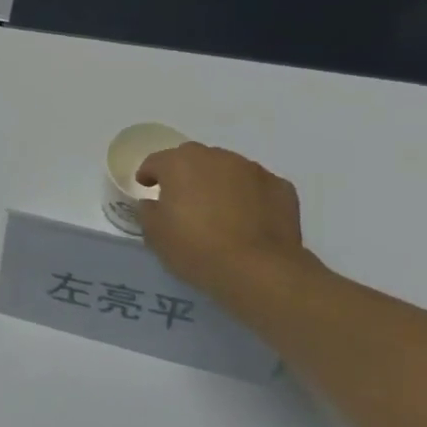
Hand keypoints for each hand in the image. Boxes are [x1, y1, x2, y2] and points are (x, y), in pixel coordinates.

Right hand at [135, 143, 312, 301]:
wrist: (260, 269)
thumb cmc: (196, 248)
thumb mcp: (155, 234)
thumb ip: (148, 211)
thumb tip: (153, 203)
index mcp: (180, 163)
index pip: (156, 161)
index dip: (148, 173)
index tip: (146, 186)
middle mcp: (216, 157)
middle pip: (193, 158)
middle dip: (185, 173)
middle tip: (182, 197)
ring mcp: (252, 170)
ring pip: (227, 169)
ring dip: (218, 182)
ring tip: (218, 208)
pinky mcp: (281, 187)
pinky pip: (256, 186)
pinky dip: (249, 195)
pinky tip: (248, 217)